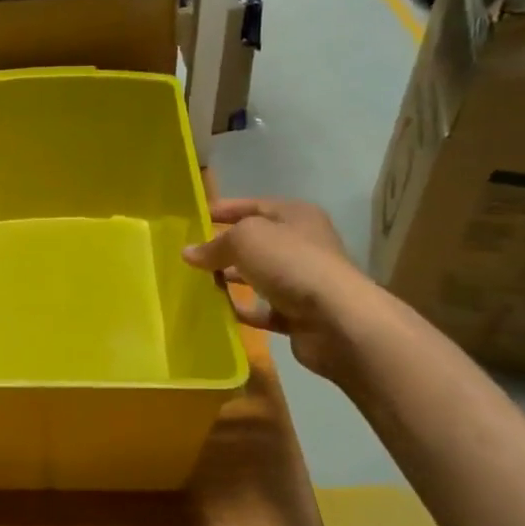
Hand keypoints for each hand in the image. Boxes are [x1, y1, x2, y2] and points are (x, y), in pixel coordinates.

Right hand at [181, 198, 375, 378]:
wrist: (336, 319)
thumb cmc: (291, 263)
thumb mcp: (245, 240)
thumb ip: (215, 244)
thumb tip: (188, 253)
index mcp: (295, 215)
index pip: (252, 205)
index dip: (223, 210)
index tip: (193, 219)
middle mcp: (301, 244)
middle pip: (256, 242)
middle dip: (224, 247)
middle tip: (190, 255)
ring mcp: (301, 280)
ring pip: (258, 275)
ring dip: (232, 279)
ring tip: (197, 283)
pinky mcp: (298, 314)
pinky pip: (263, 309)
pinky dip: (243, 309)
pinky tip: (218, 311)